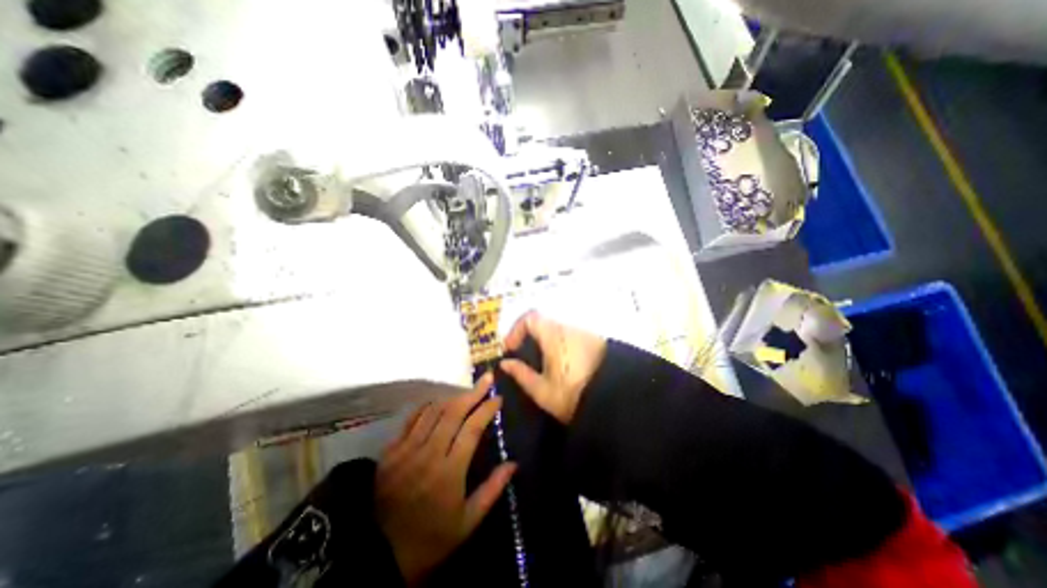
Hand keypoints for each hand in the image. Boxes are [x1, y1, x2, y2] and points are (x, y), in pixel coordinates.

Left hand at [374, 374, 517, 585]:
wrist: (379, 557)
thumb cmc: (431, 539)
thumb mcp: (468, 522)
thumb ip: (492, 489)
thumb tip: (513, 463)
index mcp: (449, 471)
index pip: (472, 428)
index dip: (486, 409)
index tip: (498, 398)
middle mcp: (428, 454)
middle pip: (453, 412)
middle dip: (473, 393)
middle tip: (486, 380)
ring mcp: (407, 450)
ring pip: (433, 411)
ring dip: (452, 397)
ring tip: (467, 391)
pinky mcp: (391, 451)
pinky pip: (411, 419)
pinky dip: (427, 407)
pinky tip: (437, 402)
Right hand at [502, 313, 610, 421]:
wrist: (617, 400)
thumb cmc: (574, 395)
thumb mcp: (542, 391)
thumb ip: (521, 374)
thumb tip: (506, 363)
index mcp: (553, 336)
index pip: (529, 318)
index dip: (515, 329)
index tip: (510, 348)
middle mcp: (568, 329)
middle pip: (543, 323)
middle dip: (529, 337)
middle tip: (523, 358)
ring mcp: (583, 334)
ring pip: (556, 331)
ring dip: (544, 342)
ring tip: (541, 365)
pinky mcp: (594, 341)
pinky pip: (569, 337)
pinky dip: (558, 346)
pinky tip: (560, 366)